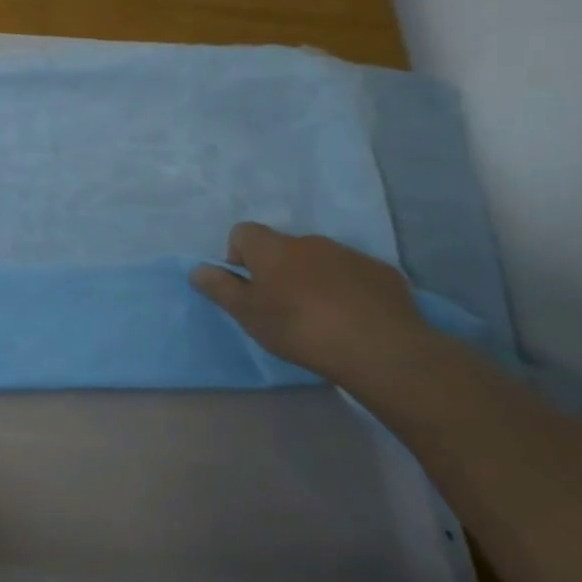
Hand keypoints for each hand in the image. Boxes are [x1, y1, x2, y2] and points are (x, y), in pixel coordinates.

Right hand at [190, 222, 432, 382]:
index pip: (243, 232)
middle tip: (281, 306)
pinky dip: (347, 288)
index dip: (238, 255)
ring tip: (320, 315)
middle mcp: (310, 241)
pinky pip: (354, 274)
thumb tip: (198, 269)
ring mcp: (350, 255)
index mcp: (273, 248)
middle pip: (283, 247)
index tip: (247, 285)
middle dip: (278, 269)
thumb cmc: (300, 329)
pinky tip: (353, 318)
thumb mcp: (248, 315)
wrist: (381, 350)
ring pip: (320, 259)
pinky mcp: (383, 273)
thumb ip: (220, 288)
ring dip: (312, 278)